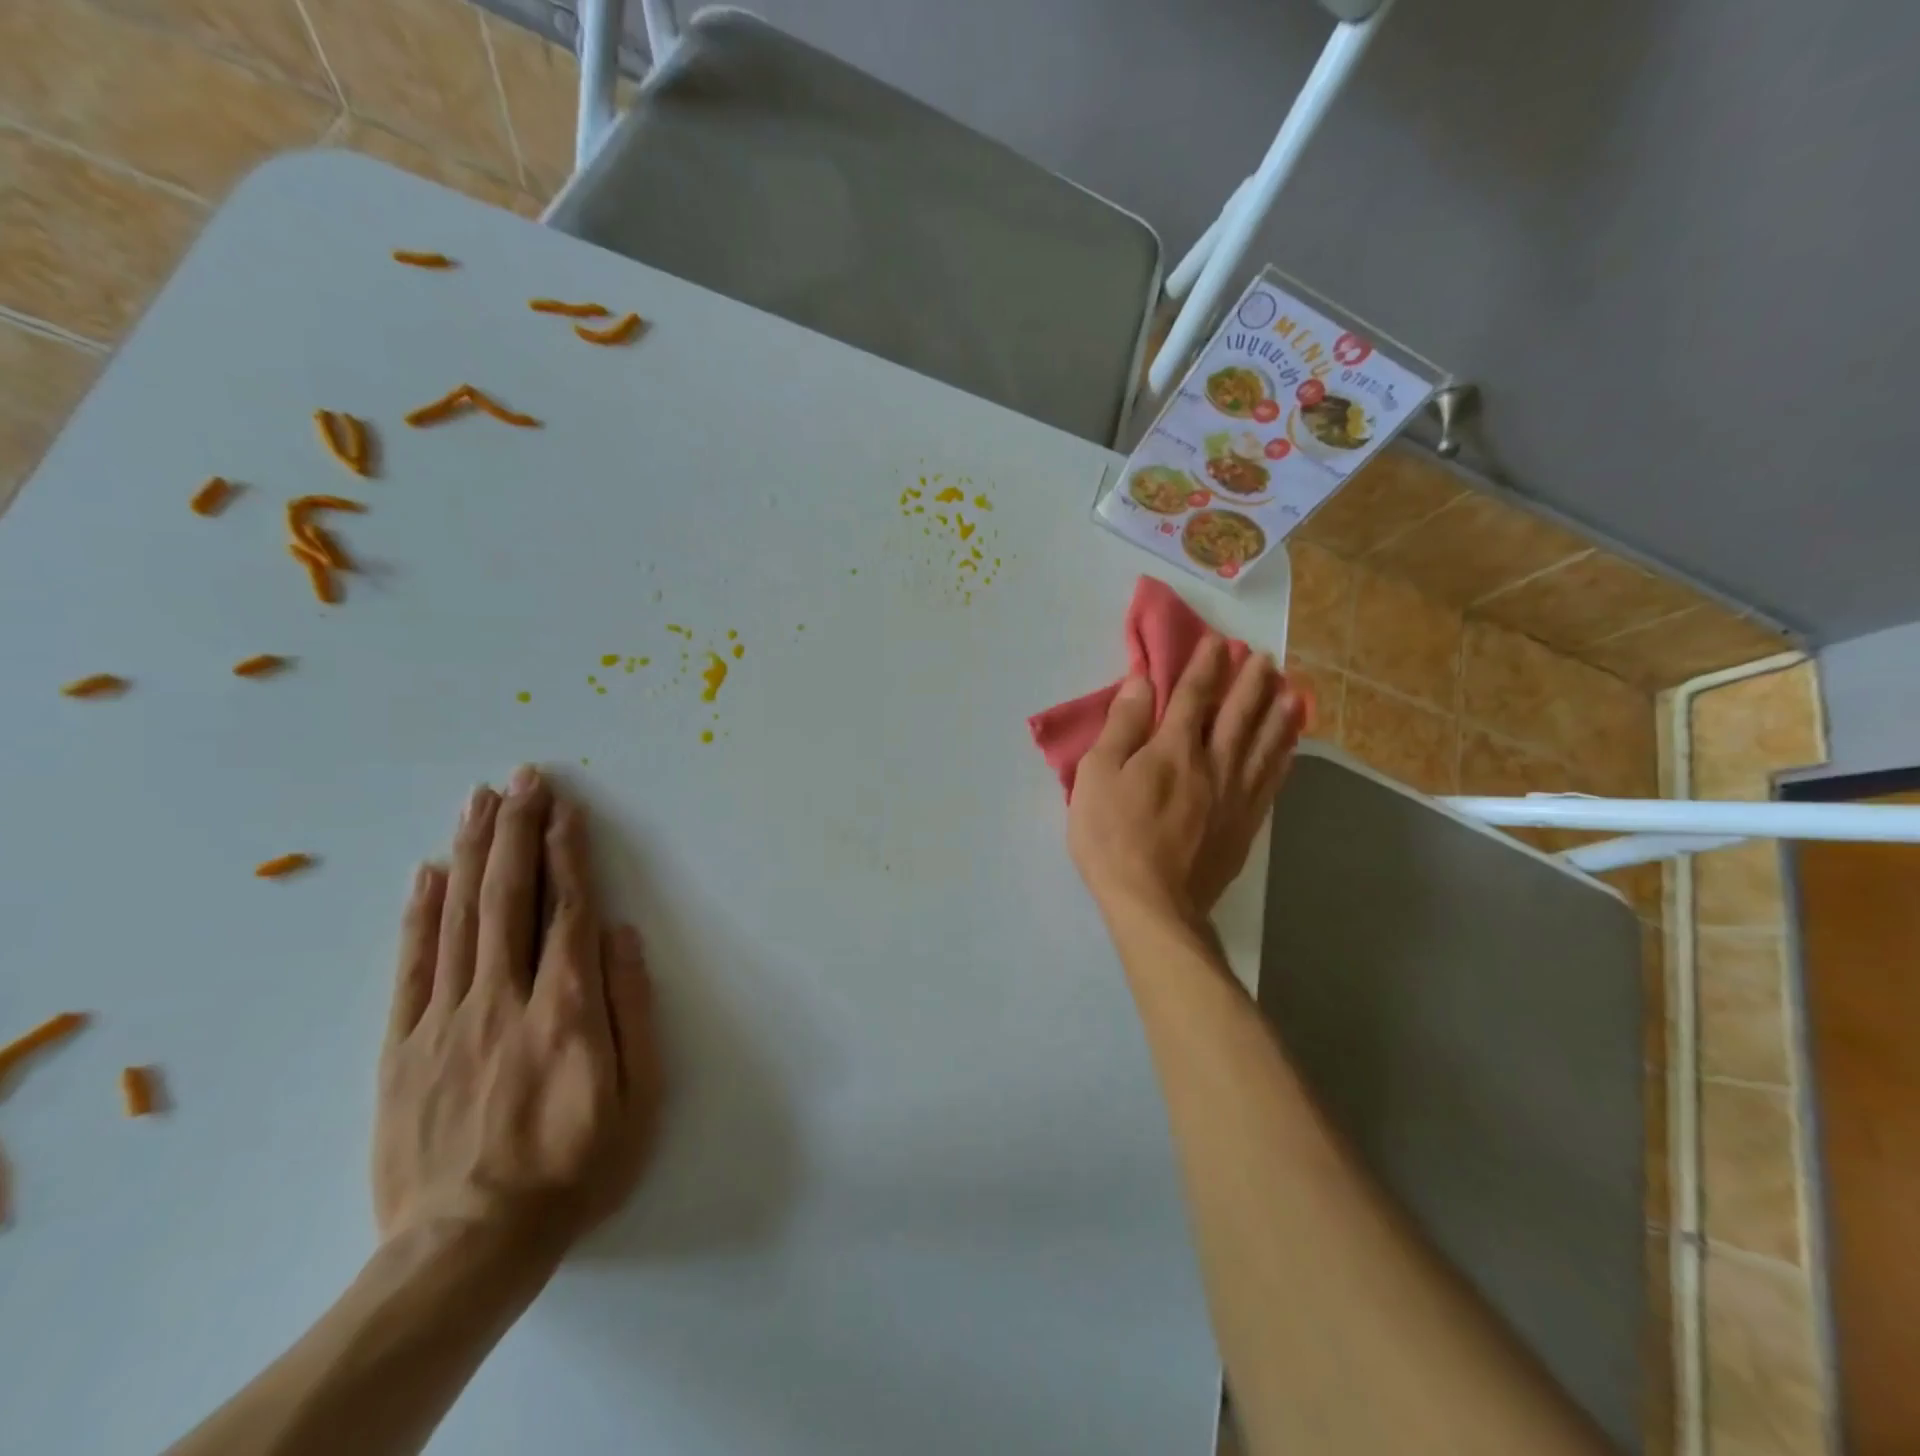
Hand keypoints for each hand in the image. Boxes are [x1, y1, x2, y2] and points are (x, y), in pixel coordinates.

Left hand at [374, 767, 663, 1265]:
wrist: (468, 1249)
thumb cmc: (575, 1169)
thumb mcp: (640, 1098)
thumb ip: (633, 1010)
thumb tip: (625, 936)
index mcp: (568, 1009)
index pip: (569, 910)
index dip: (568, 852)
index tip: (564, 807)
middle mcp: (505, 998)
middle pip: (510, 897)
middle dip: (518, 829)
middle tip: (522, 777)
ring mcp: (446, 1020)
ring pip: (459, 917)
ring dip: (471, 851)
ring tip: (479, 800)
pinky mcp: (402, 1048)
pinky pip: (411, 966)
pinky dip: (420, 913)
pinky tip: (429, 871)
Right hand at [1067, 638, 1304, 923]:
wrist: (1153, 902)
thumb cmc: (1112, 836)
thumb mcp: (1097, 775)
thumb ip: (1122, 726)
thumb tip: (1142, 680)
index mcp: (1174, 748)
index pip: (1193, 696)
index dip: (1205, 666)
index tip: (1218, 641)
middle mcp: (1214, 763)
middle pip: (1238, 714)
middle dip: (1250, 682)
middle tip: (1263, 657)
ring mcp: (1236, 795)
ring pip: (1264, 744)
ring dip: (1277, 713)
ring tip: (1291, 690)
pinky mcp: (1246, 825)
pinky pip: (1272, 781)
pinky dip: (1283, 757)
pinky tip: (1289, 747)